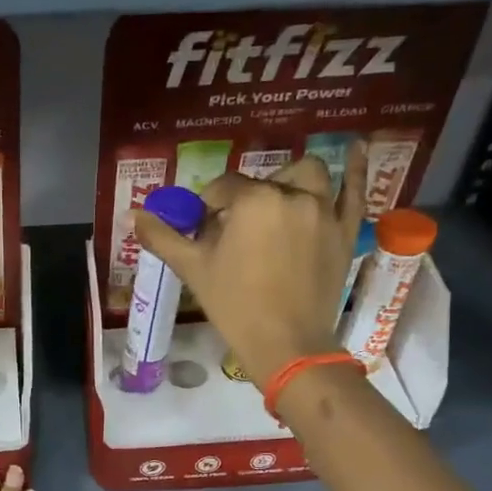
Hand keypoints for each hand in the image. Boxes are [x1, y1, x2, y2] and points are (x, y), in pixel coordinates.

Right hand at [134, 143, 366, 385]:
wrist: (285, 343)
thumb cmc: (234, 304)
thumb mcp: (192, 268)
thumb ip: (163, 237)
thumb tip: (132, 214)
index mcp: (253, 200)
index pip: (223, 188)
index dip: (208, 207)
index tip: (202, 231)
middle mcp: (292, 195)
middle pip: (262, 183)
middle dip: (245, 197)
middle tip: (235, 227)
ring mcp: (324, 211)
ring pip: (308, 176)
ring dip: (290, 180)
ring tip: (278, 197)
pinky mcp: (345, 231)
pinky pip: (355, 192)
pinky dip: (357, 170)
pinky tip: (359, 147)